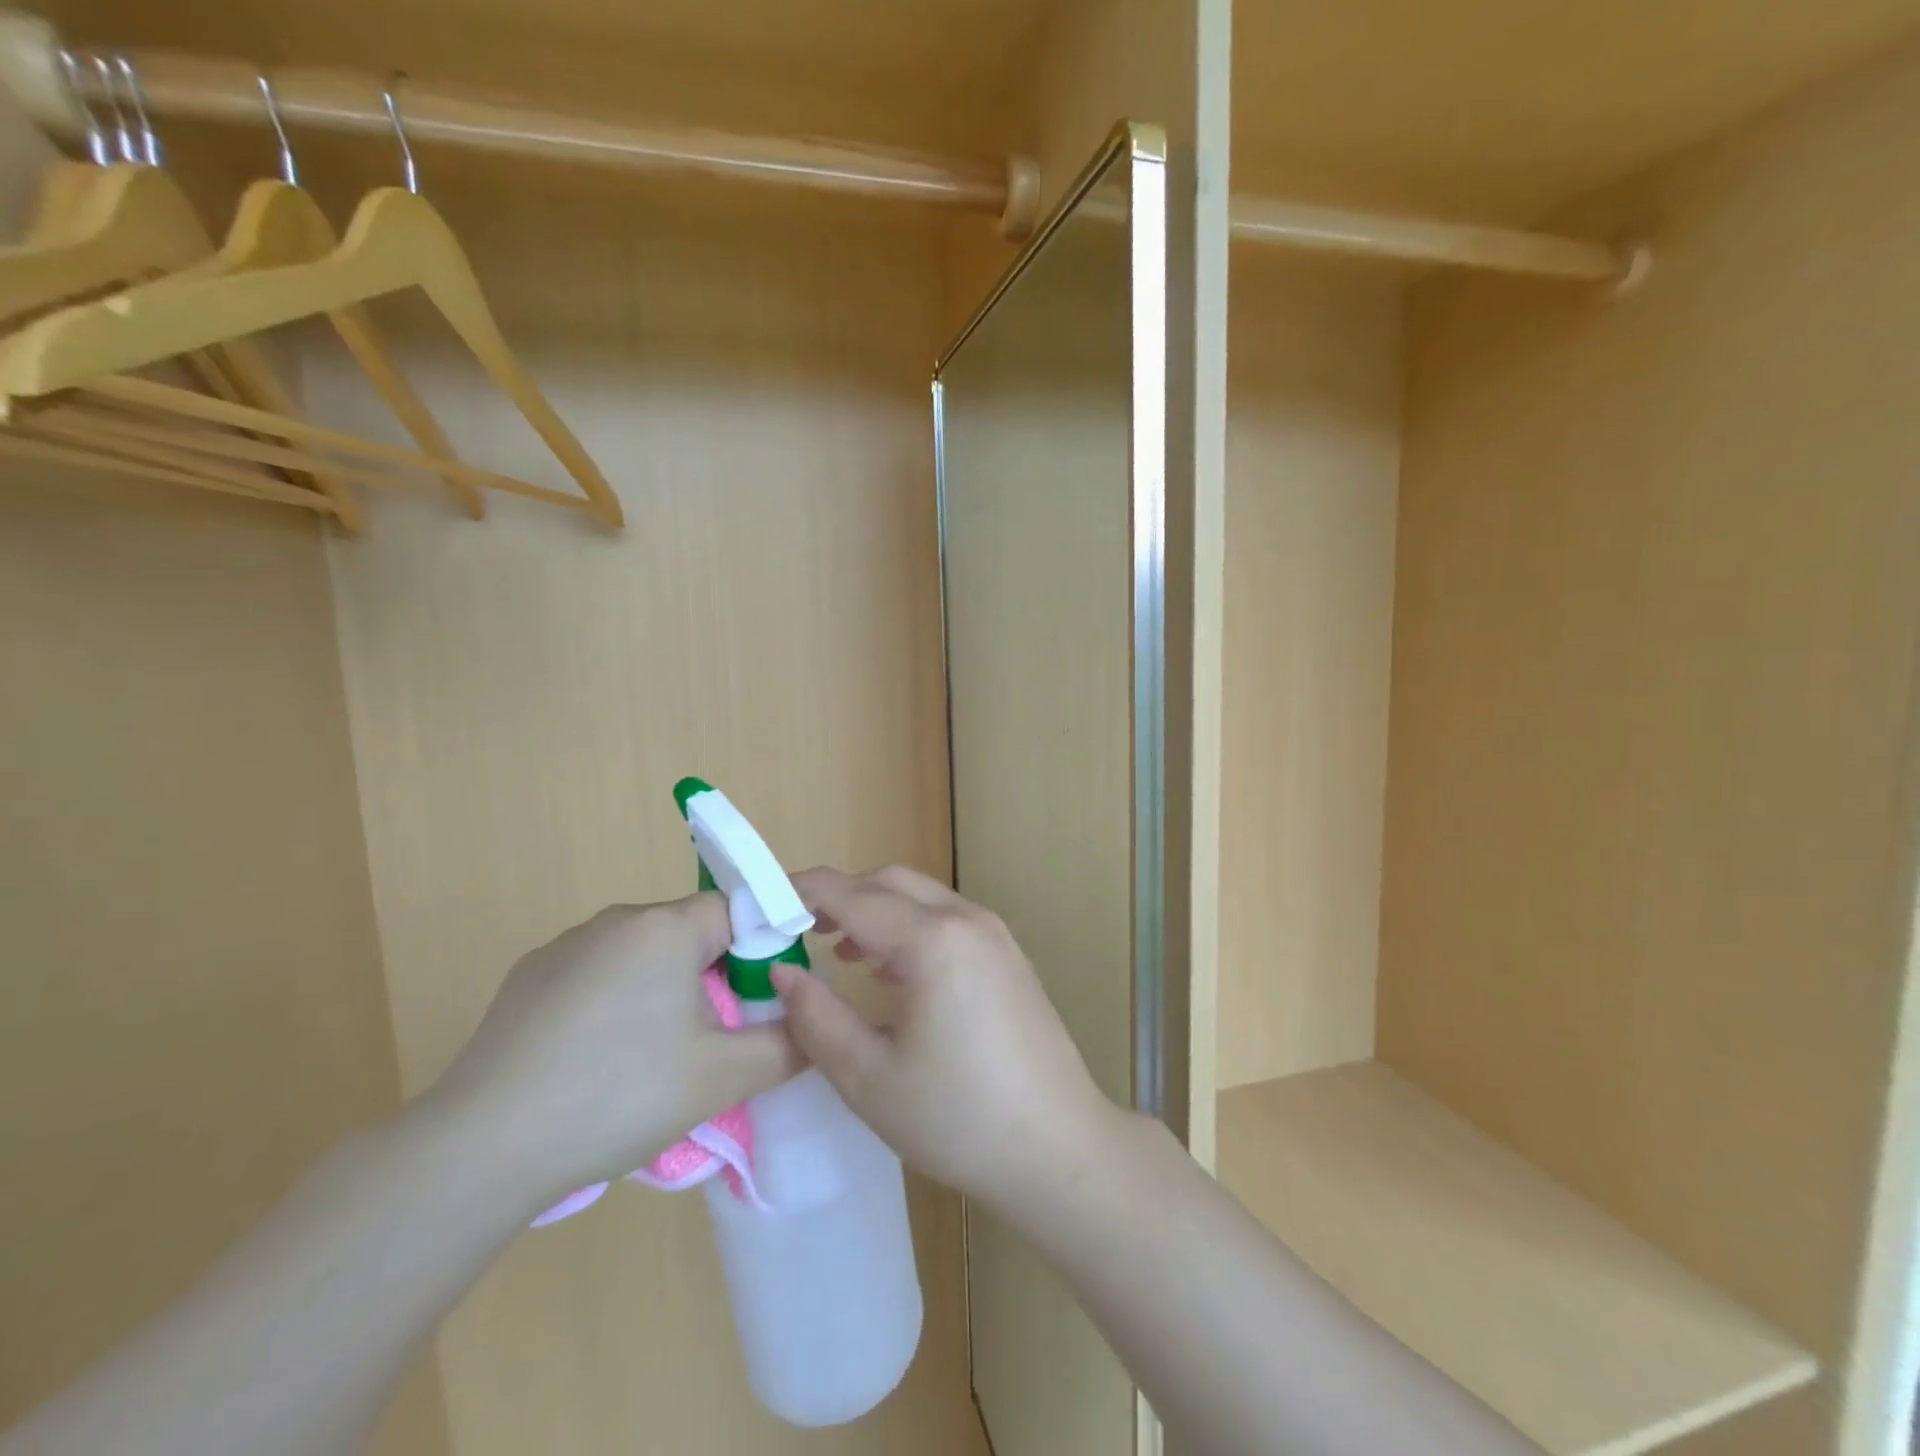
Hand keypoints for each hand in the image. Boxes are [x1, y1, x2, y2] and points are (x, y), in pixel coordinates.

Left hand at [428, 894, 802, 1209]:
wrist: (480, 1149)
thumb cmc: (618, 1095)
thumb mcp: (722, 1077)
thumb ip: (787, 1046)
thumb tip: (815, 1028)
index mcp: (666, 926)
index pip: (740, 911)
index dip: (764, 950)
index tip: (766, 1001)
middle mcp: (616, 920)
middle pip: (691, 934)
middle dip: (716, 977)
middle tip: (716, 1042)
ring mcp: (565, 947)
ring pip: (643, 956)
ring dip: (665, 992)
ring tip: (654, 1061)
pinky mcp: (528, 979)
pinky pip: (597, 976)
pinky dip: (615, 1005)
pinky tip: (597, 1063)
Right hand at [771, 866, 1115, 1215]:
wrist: (1057, 1147)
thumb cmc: (957, 1118)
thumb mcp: (868, 1077)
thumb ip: (816, 1017)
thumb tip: (782, 972)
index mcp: (932, 940)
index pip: (852, 895)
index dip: (802, 892)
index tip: (762, 904)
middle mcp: (966, 919)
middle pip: (889, 882)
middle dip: (839, 896)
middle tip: (797, 930)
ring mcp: (994, 934)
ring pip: (921, 897)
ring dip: (875, 911)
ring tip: (837, 951)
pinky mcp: (1007, 955)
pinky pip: (946, 919)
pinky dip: (908, 927)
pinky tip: (889, 970)